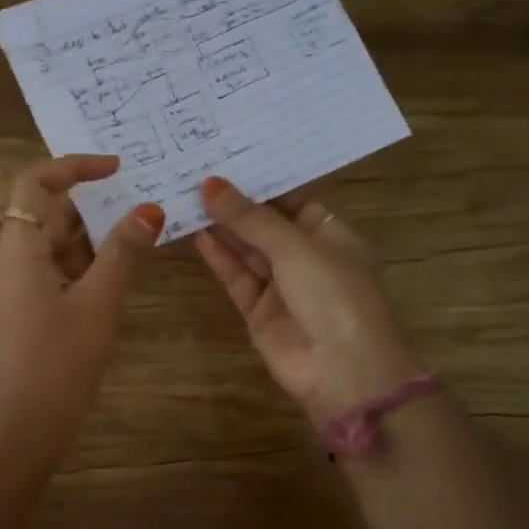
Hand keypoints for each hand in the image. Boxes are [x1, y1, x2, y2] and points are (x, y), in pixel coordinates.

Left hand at [0, 154, 163, 447]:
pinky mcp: (33, 309)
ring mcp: (22, 287)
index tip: (117, 168)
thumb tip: (149, 209)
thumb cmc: (58, 362)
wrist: (25, 430)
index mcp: (19, 249)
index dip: (73, 167)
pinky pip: (63, 270)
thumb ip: (123, 253)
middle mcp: (14, 260)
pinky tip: (127, 268)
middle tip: (144, 198)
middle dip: (95, 203)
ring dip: (98, 234)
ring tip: (145, 229)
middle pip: (50, 212)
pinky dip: (92, 263)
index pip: (35, 184)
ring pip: (60, 243)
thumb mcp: (98, 302)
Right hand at [195, 177, 422, 427]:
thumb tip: (211, 184)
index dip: (259, 179)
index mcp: (328, 233)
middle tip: (193, 169)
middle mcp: (304, 255)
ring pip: (245, 248)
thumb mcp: (296, 247)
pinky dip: (216, 255)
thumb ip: (250, 218)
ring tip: (184, 193)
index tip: (224, 154)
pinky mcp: (257, 309)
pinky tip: (192, 231)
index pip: (290, 197)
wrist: (345, 374)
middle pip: (263, 222)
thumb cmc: (334, 296)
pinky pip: (234, 275)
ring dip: (219, 225)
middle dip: (233, 201)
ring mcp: (280, 284)